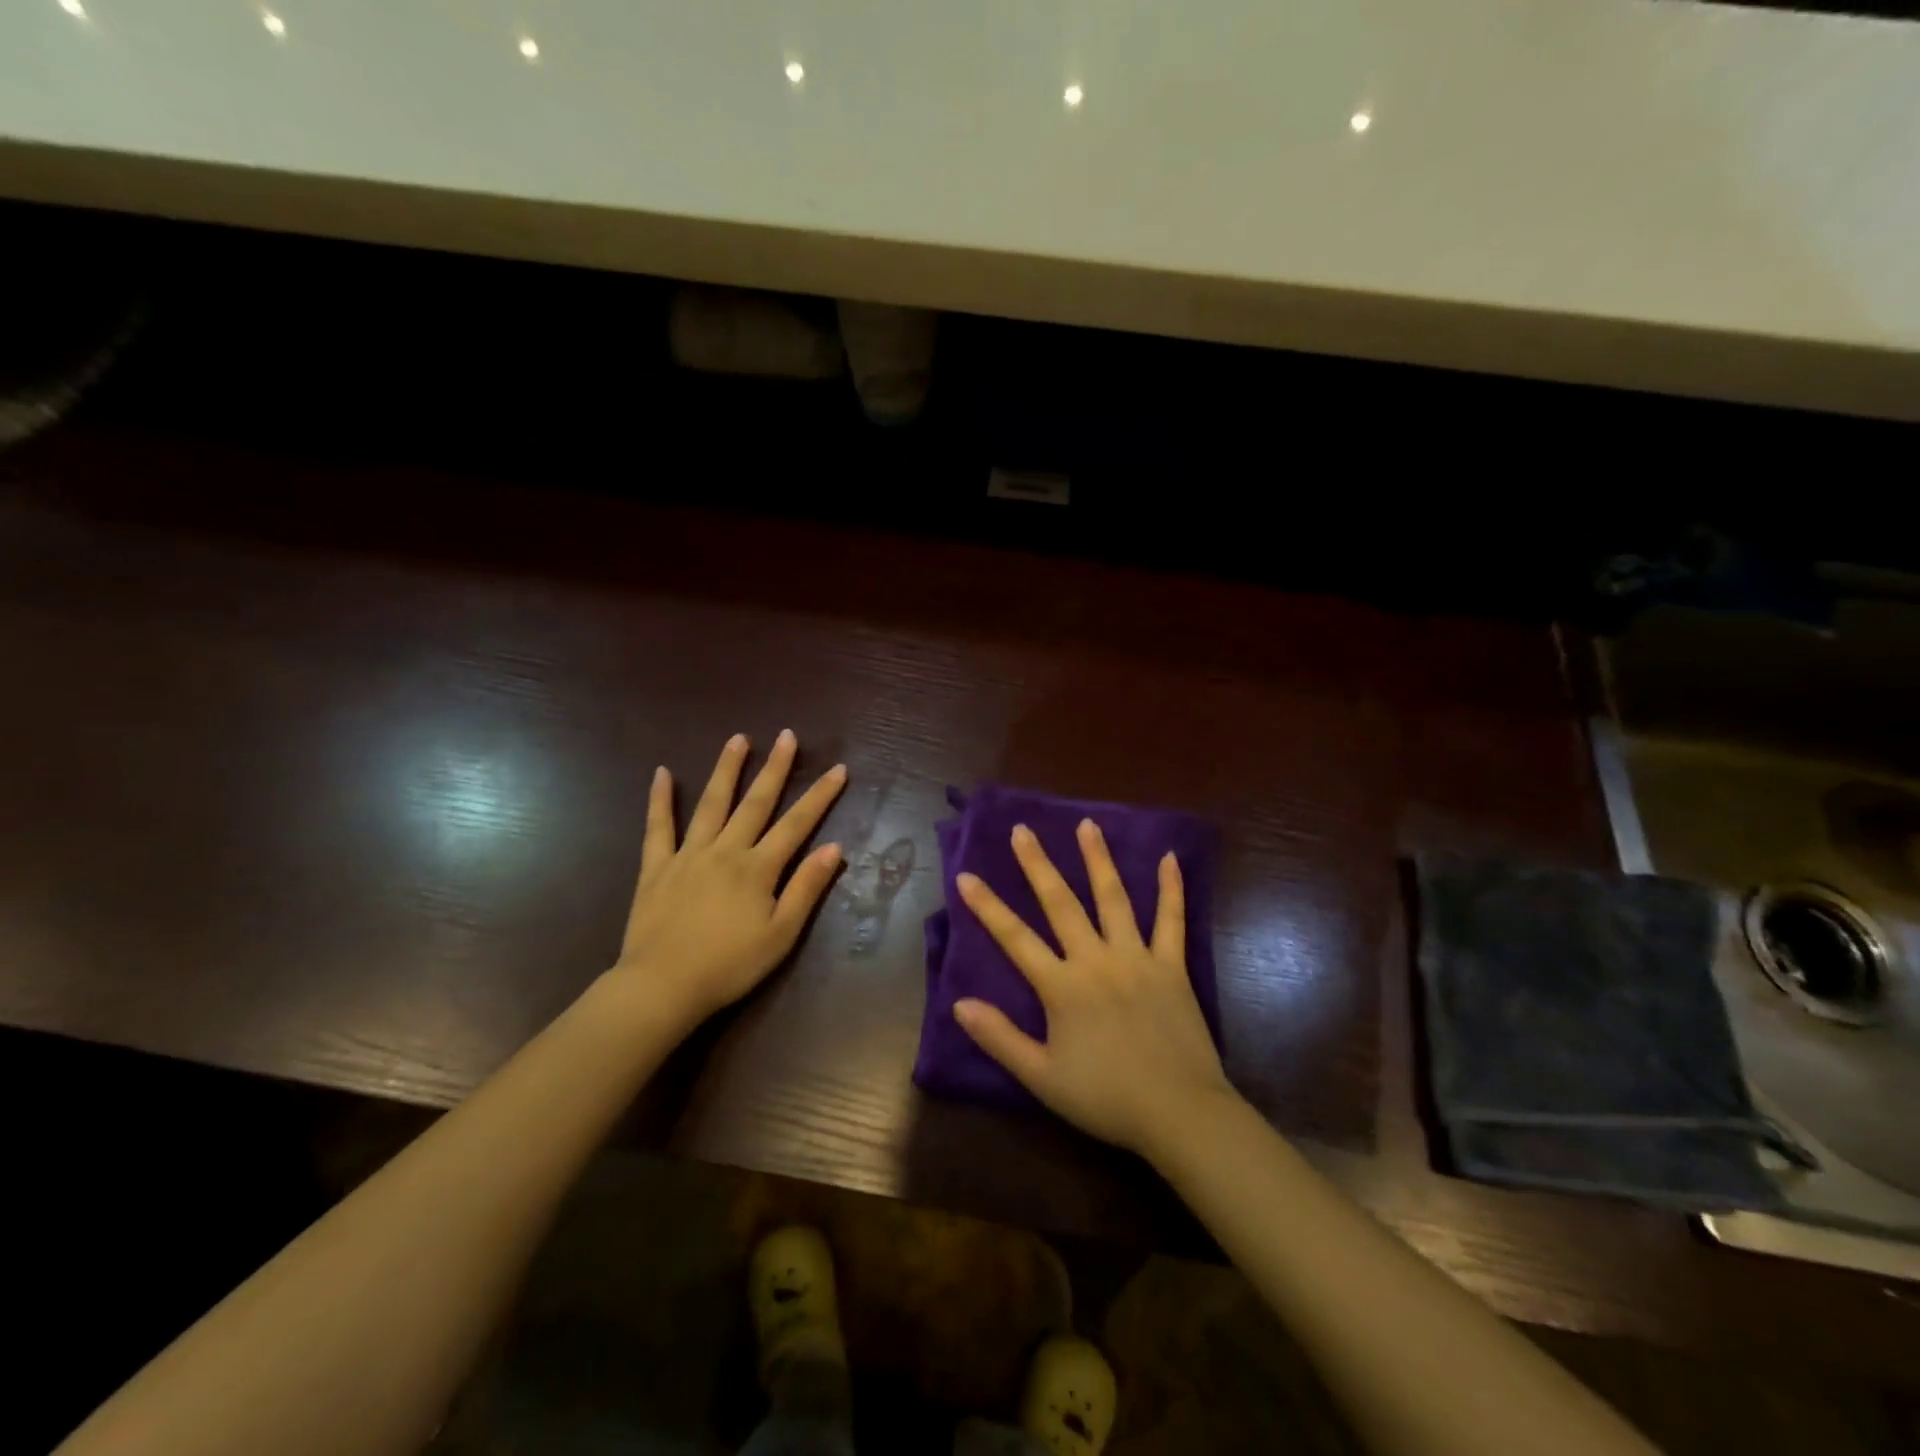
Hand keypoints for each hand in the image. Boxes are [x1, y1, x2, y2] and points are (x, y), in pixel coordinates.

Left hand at [613, 731, 845, 1027]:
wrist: (662, 986)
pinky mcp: (657, 867)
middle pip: (756, 803)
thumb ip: (807, 888)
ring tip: (738, 739)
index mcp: (758, 868)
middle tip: (787, 735)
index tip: (838, 769)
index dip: (820, 796)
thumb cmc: (730, 965)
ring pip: (711, 804)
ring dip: (726, 770)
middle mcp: (726, 850)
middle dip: (775, 768)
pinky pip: (658, 827)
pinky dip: (660, 799)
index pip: (797, 824)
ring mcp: (689, 855)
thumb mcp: (781, 934)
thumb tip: (835, 848)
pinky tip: (663, 773)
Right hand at [951, 819, 1236, 1159]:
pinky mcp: (1172, 965)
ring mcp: (1137, 957)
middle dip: (1038, 865)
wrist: (1179, 1114)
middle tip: (1022, 830)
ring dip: (1098, 859)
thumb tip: (959, 1004)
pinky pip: (1171, 920)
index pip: (1015, 938)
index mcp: (1062, 986)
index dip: (988, 907)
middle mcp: (1096, 960)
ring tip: (1086, 825)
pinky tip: (1169, 858)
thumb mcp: (1042, 1077)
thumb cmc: (1106, 1098)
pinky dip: (1171, 888)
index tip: (966, 875)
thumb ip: (1000, 1038)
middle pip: (1061, 903)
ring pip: (1114, 898)